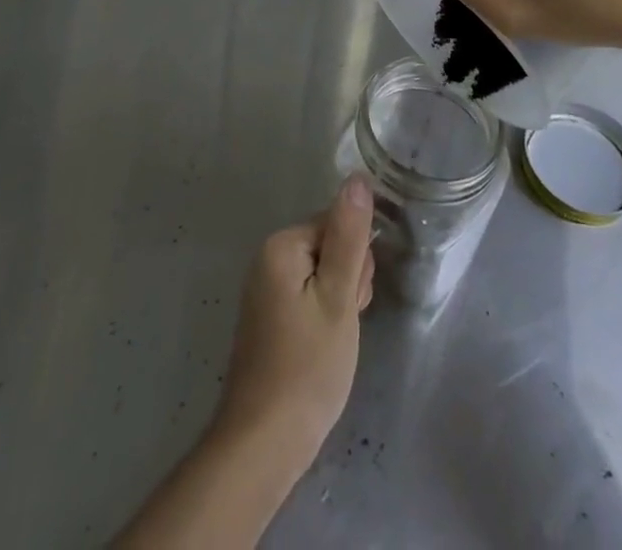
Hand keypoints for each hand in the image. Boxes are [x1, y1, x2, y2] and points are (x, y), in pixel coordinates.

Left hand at [211, 175, 375, 472]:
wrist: (264, 443)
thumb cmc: (307, 368)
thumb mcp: (338, 298)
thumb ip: (349, 236)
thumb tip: (357, 177)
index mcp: (282, 244)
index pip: (337, 223)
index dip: (356, 261)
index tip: (353, 300)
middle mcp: (268, 257)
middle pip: (330, 246)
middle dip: (348, 281)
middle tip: (343, 323)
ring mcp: (267, 288)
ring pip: (324, 274)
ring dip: (339, 302)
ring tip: (334, 341)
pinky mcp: (270, 315)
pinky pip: (309, 296)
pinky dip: (324, 317)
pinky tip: (324, 348)